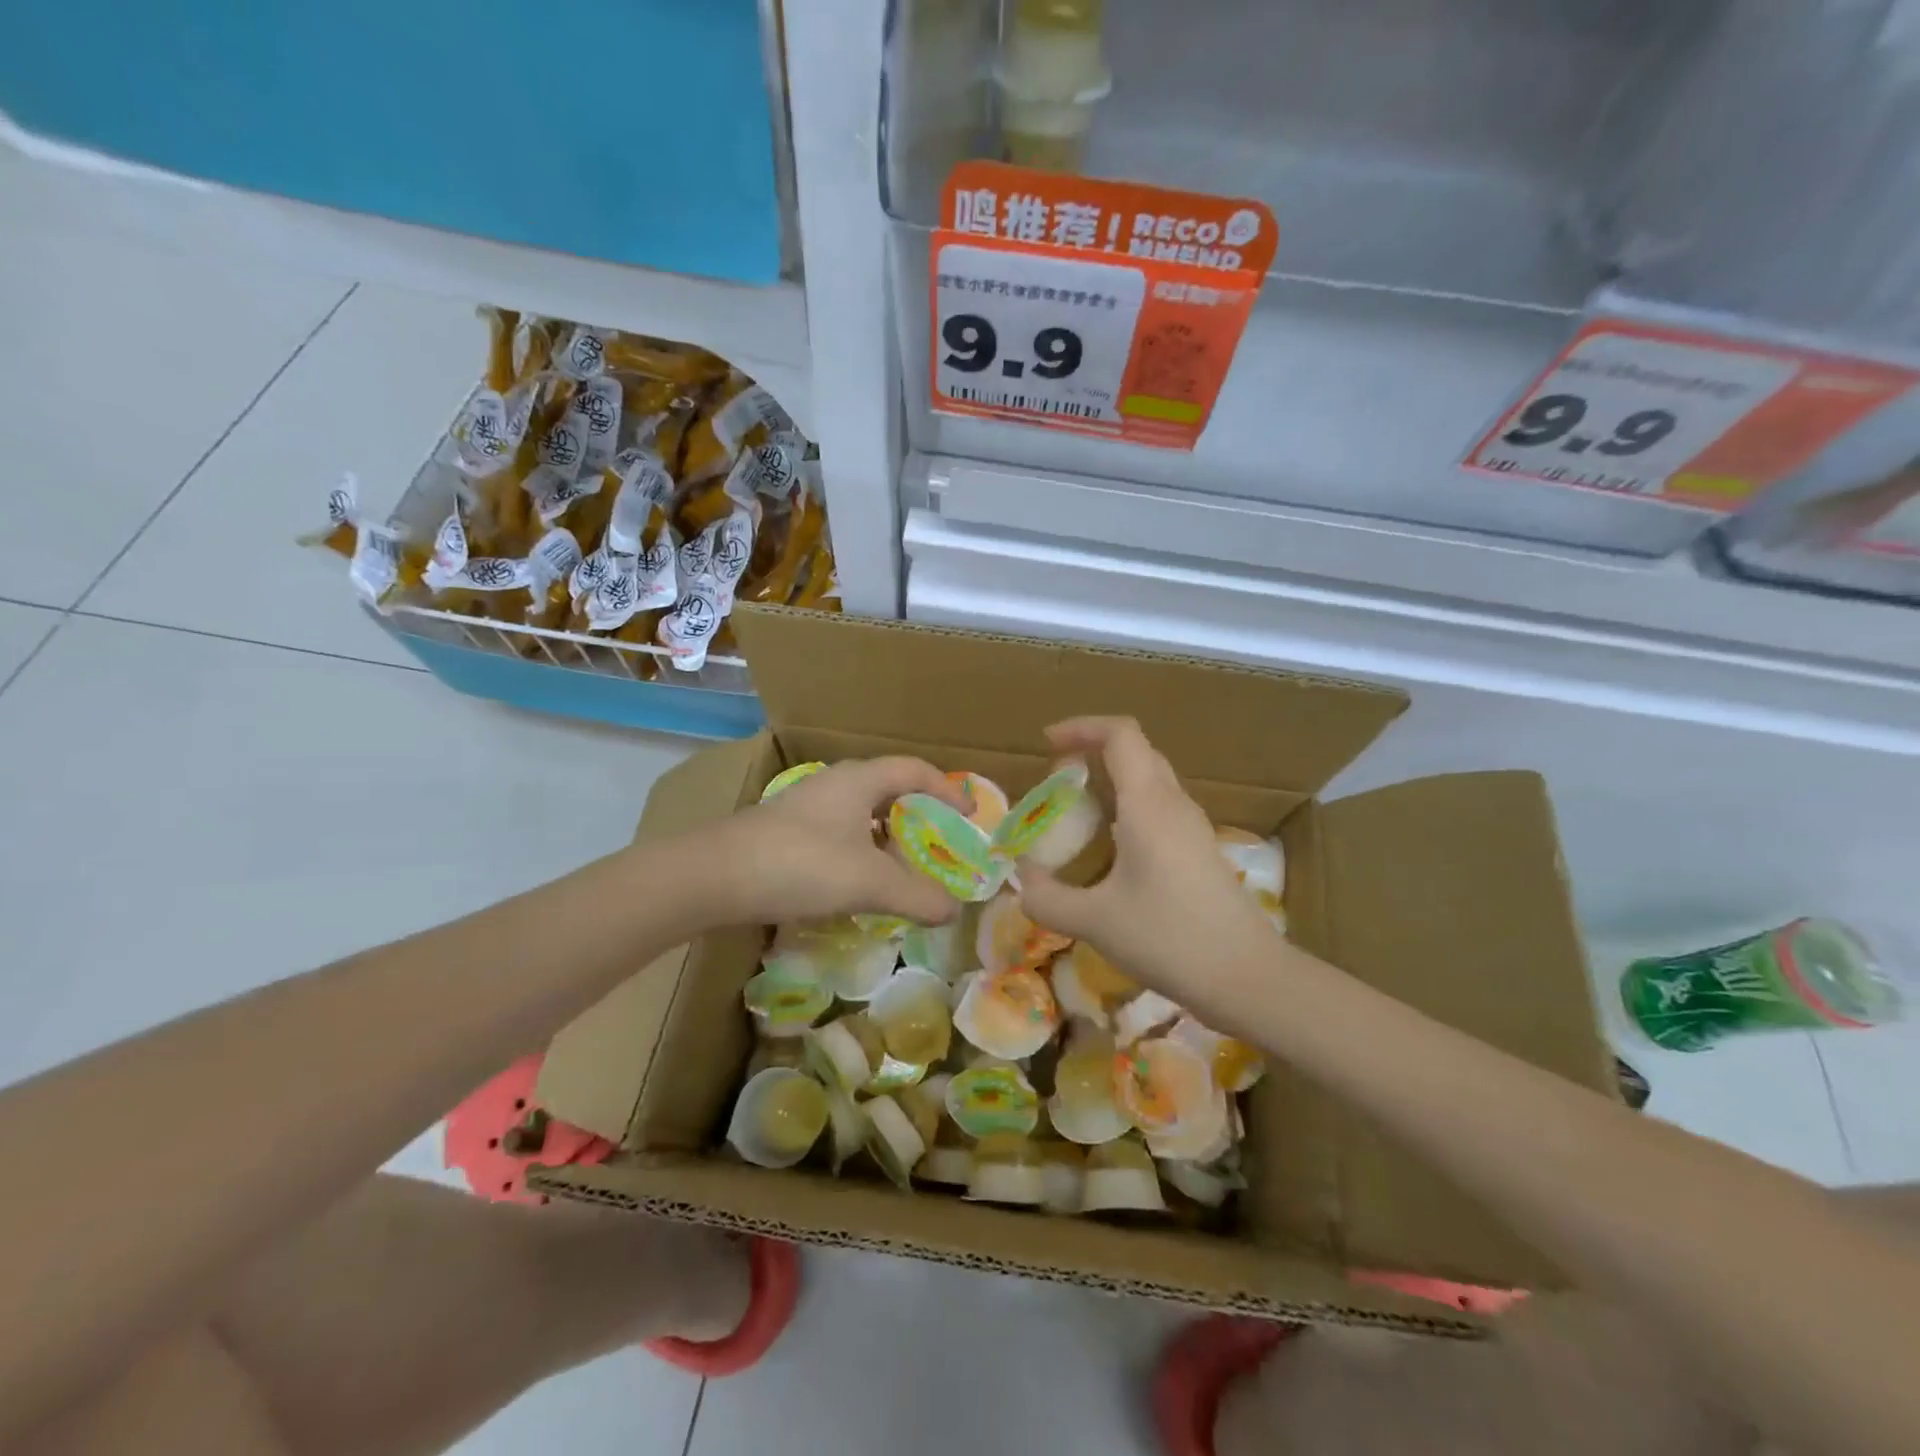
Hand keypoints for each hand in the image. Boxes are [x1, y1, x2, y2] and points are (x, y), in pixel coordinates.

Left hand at [699, 757, 967, 926]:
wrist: (713, 877)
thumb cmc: (800, 864)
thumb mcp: (869, 883)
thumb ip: (918, 896)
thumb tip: (953, 910)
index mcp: (859, 780)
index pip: (915, 770)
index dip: (947, 790)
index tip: (968, 816)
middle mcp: (834, 784)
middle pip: (889, 789)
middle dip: (919, 816)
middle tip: (940, 847)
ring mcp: (806, 806)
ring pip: (861, 814)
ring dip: (887, 838)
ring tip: (903, 870)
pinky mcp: (785, 831)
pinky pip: (839, 833)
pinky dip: (860, 852)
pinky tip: (857, 884)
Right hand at [1018, 717, 1275, 1001]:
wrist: (1248, 977)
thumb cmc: (1169, 938)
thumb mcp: (1095, 922)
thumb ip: (1048, 899)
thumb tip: (1023, 884)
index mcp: (1148, 804)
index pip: (1120, 734)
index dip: (1081, 727)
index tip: (1047, 744)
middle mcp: (1173, 804)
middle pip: (1136, 751)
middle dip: (1093, 751)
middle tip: (1057, 780)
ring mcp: (1192, 827)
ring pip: (1150, 779)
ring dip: (1112, 780)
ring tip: (1077, 812)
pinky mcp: (1200, 850)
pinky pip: (1160, 808)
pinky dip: (1128, 807)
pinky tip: (1111, 848)